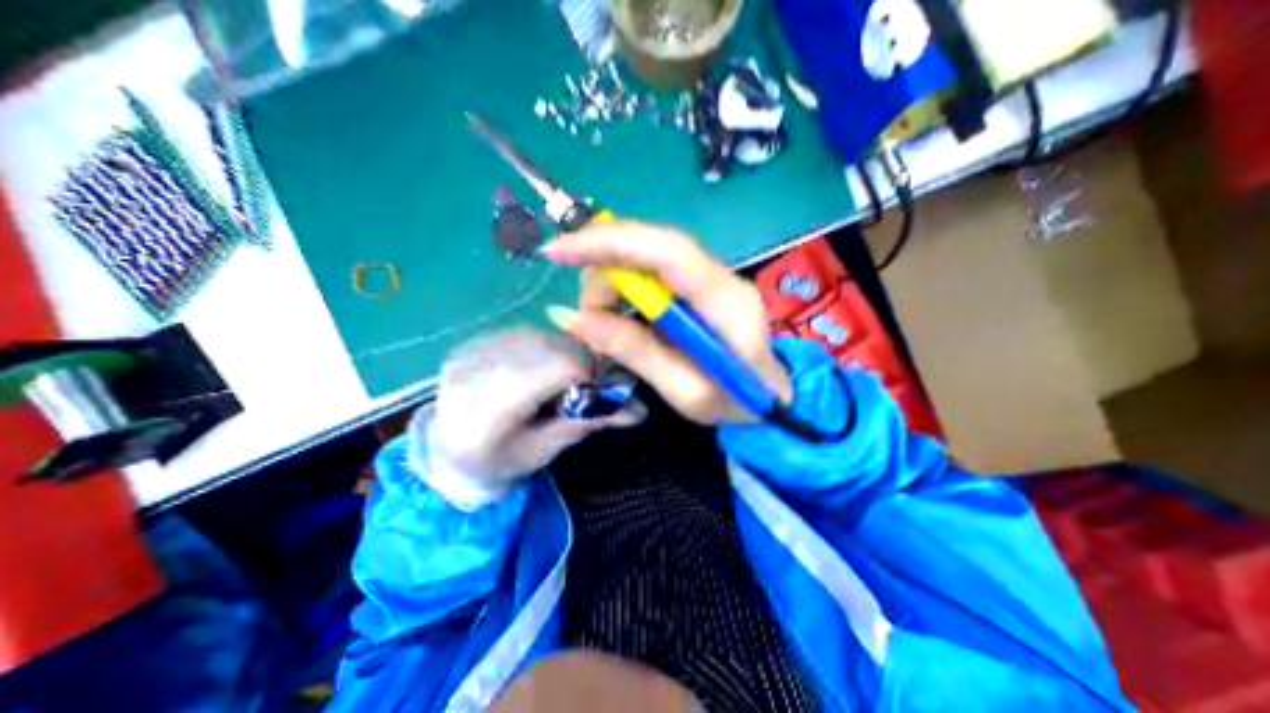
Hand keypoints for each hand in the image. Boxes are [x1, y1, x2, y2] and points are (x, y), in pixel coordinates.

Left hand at [418, 327, 645, 510]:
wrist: (447, 451)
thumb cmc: (498, 462)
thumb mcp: (545, 449)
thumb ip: (587, 421)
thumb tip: (638, 407)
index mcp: (488, 410)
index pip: (556, 368)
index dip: (593, 373)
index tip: (610, 388)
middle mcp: (475, 369)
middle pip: (553, 347)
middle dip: (584, 363)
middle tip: (594, 385)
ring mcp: (472, 349)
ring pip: (543, 336)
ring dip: (567, 354)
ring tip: (566, 381)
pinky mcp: (476, 340)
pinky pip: (528, 334)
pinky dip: (548, 349)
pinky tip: (544, 370)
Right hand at [537, 222, 790, 422]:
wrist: (772, 396)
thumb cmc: (735, 401)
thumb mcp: (684, 392)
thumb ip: (632, 351)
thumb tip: (569, 318)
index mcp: (725, 301)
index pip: (666, 251)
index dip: (609, 243)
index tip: (557, 251)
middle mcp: (718, 276)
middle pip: (648, 248)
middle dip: (603, 274)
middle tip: (587, 319)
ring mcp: (708, 276)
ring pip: (643, 256)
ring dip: (610, 285)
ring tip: (604, 326)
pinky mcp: (696, 284)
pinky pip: (649, 271)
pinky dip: (622, 291)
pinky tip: (618, 317)